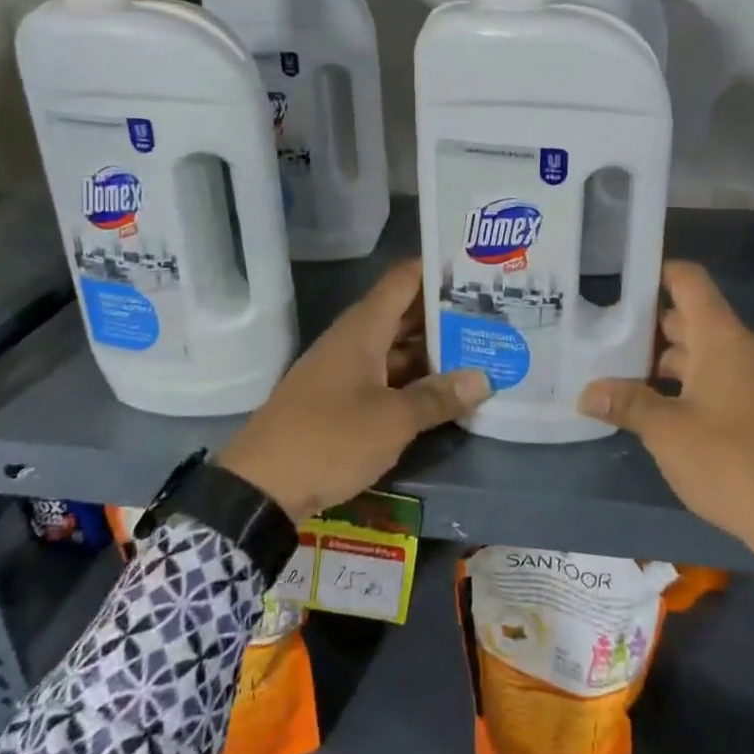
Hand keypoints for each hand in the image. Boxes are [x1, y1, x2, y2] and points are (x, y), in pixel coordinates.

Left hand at [218, 259, 489, 521]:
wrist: (260, 488)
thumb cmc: (329, 439)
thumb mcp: (392, 420)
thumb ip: (438, 397)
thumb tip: (483, 379)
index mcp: (363, 329)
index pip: (404, 280)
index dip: (436, 268)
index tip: (476, 265)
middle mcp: (354, 340)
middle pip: (404, 313)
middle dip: (445, 312)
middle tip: (493, 310)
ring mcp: (346, 370)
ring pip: (397, 347)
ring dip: (433, 349)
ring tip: (480, 347)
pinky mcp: (342, 399)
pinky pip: (386, 375)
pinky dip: (414, 377)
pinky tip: (445, 389)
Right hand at [578, 261, 753, 604]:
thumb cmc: (731, 462)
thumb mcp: (667, 432)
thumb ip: (626, 403)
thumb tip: (586, 393)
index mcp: (722, 337)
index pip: (688, 280)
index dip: (655, 271)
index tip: (617, 279)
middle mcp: (742, 346)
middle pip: (689, 317)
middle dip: (646, 326)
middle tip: (601, 334)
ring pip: (702, 352)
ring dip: (663, 361)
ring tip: (617, 373)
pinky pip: (717, 377)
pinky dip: (686, 383)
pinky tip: (655, 407)